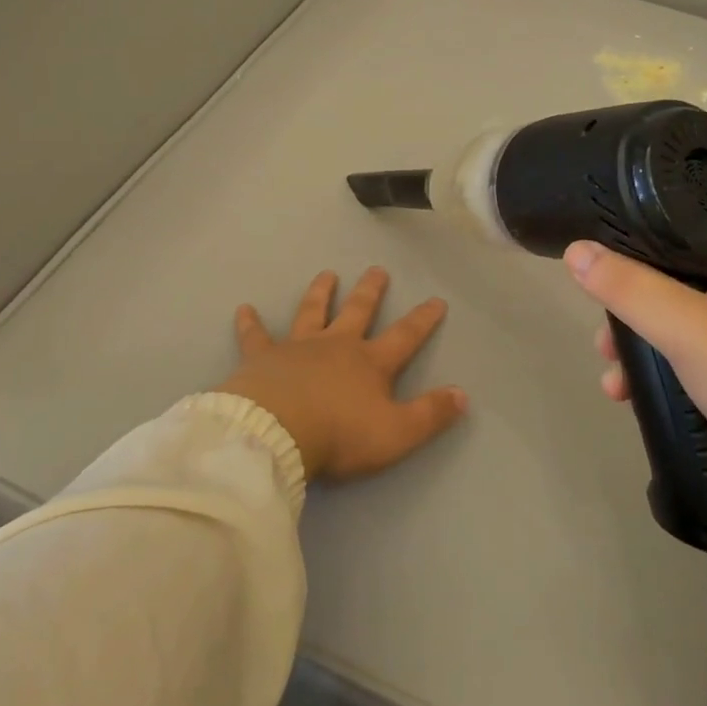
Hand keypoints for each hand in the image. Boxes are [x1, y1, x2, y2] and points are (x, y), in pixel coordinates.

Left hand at [217, 267, 466, 482]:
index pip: (404, 336)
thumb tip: (463, 395)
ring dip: (321, 293)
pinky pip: (255, 336)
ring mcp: (297, 347)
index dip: (423, 320)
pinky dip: (250, 323)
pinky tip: (244, 308)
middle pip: (357, 311)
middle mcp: (336, 345)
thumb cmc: (340, 435)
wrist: (276, 431)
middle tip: (377, 270)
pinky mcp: (262, 357)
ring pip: (312, 311)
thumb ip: (430, 414)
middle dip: (370, 291)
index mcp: (369, 363)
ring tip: (327, 274)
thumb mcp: (397, 433)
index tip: (436, 300)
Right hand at [566, 240, 706, 607]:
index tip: (597, 294)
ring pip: (689, 333)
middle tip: (604, 350)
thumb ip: (629, 289)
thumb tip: (576, 250)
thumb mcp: (687, 329)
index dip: (630, 264)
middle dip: (632, 322)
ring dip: (648, 356)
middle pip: (677, 291)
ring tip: (617, 388)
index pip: (676, 244)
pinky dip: (676, 379)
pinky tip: (651, 402)